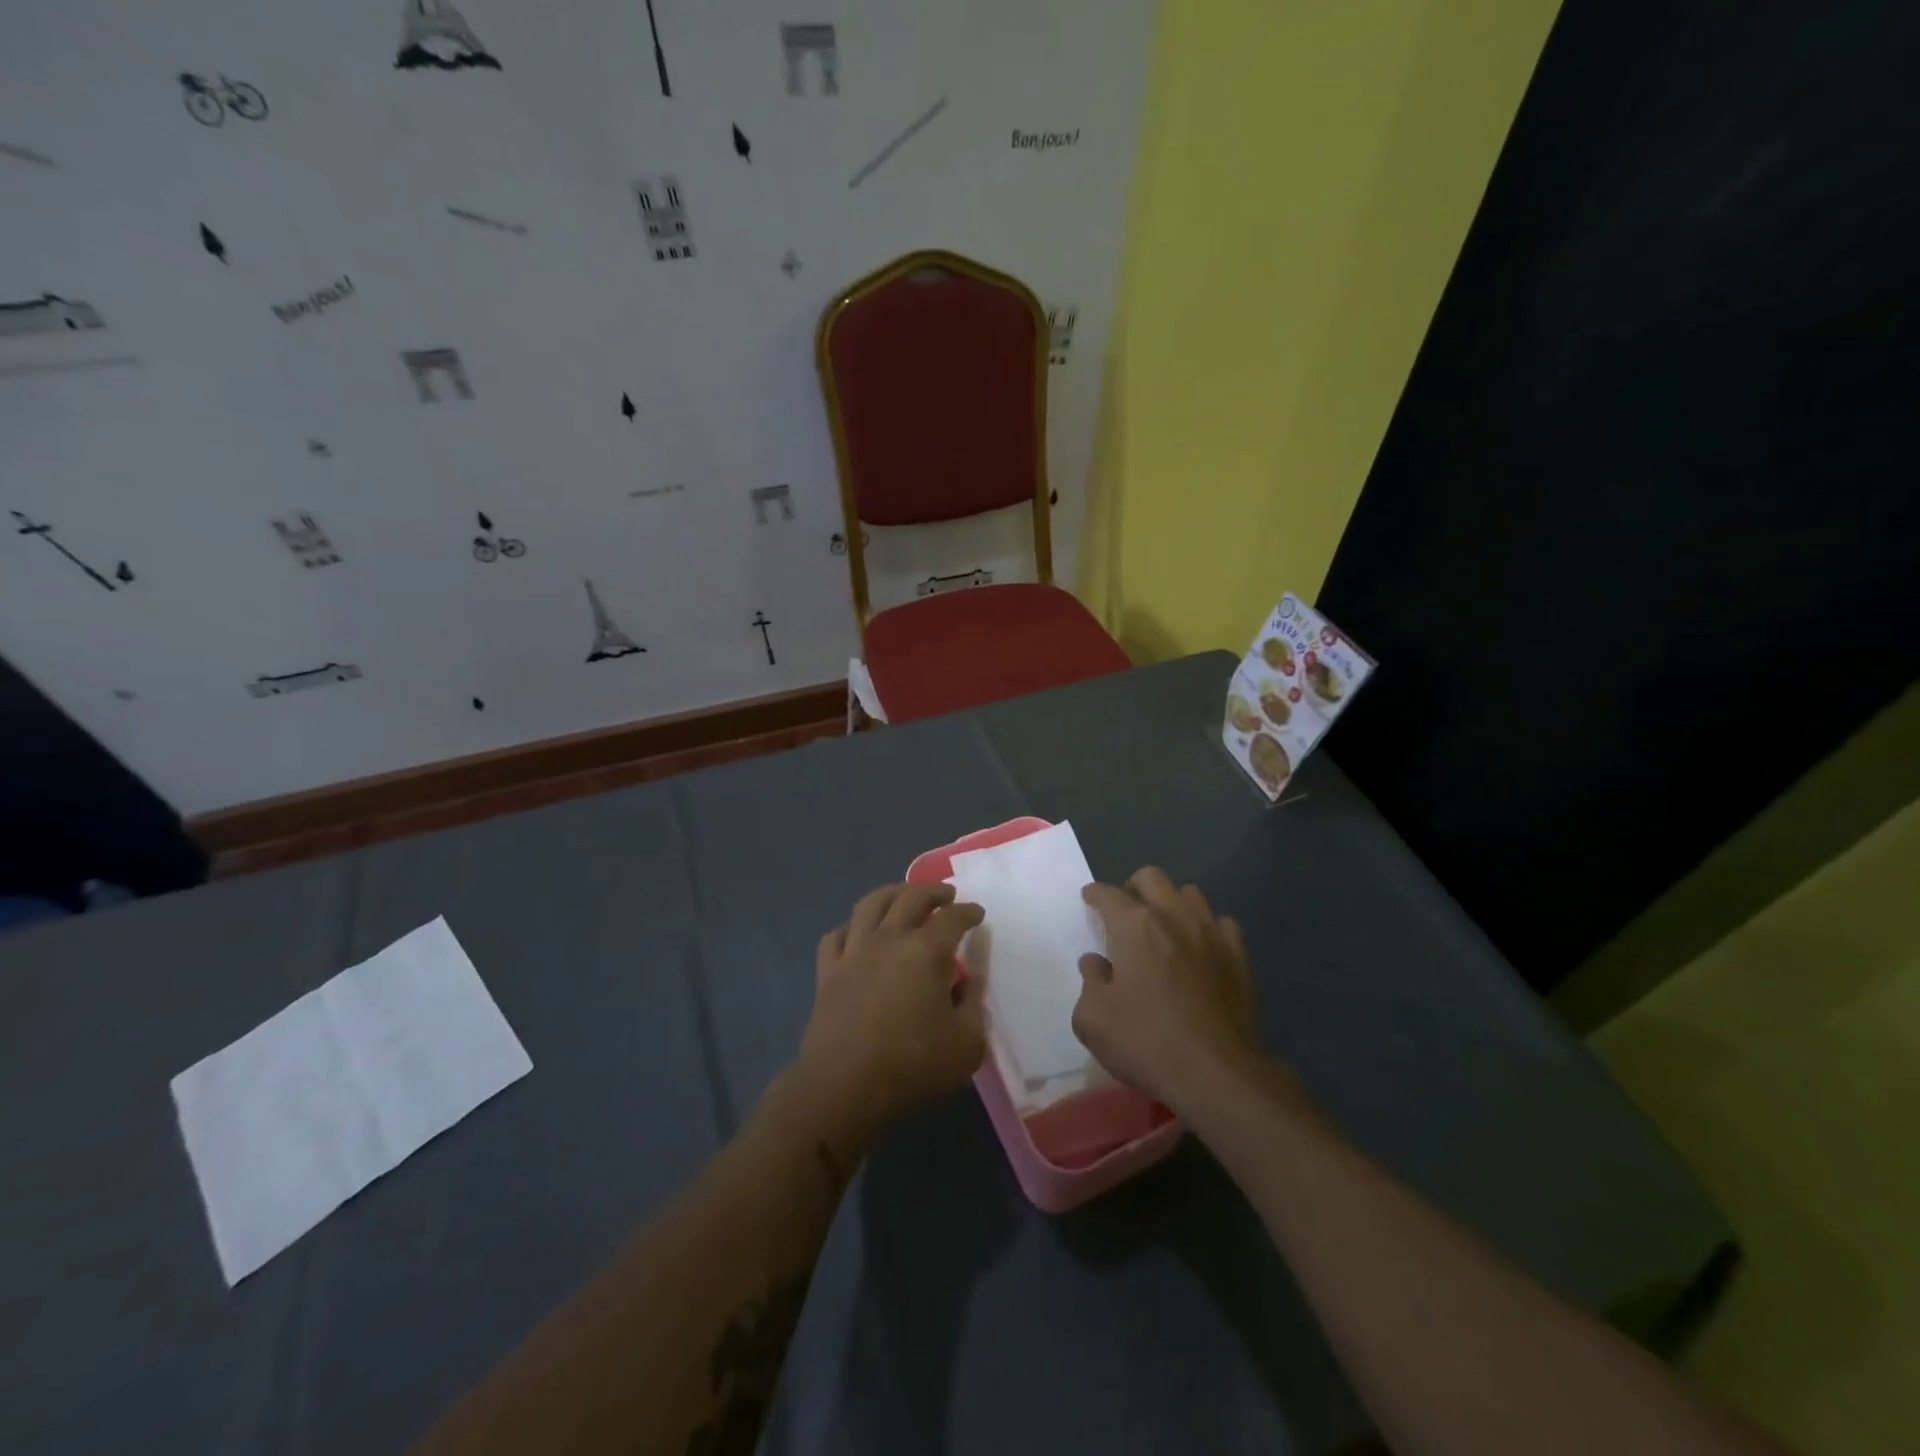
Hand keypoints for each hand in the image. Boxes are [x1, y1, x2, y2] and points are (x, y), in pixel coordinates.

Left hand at [794, 883, 986, 1142]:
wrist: (844, 1087)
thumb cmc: (913, 1066)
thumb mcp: (966, 1043)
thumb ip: (973, 1005)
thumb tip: (969, 981)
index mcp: (926, 951)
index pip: (952, 918)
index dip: (968, 912)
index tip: (977, 913)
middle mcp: (889, 939)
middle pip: (910, 898)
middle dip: (932, 892)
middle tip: (946, 896)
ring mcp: (853, 952)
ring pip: (870, 904)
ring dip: (891, 893)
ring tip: (903, 896)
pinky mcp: (827, 972)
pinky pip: (835, 936)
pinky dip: (850, 927)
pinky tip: (858, 932)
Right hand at [1074, 868, 1269, 1111]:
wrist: (1217, 1074)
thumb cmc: (1146, 1043)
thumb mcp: (1092, 1019)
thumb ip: (1089, 982)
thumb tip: (1096, 963)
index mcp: (1134, 926)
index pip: (1108, 893)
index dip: (1095, 894)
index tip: (1089, 899)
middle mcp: (1173, 917)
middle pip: (1151, 877)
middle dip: (1133, 888)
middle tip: (1125, 913)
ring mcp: (1211, 933)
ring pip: (1189, 894)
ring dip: (1171, 903)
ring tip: (1164, 928)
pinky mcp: (1238, 956)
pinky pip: (1221, 924)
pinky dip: (1206, 929)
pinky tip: (1200, 950)